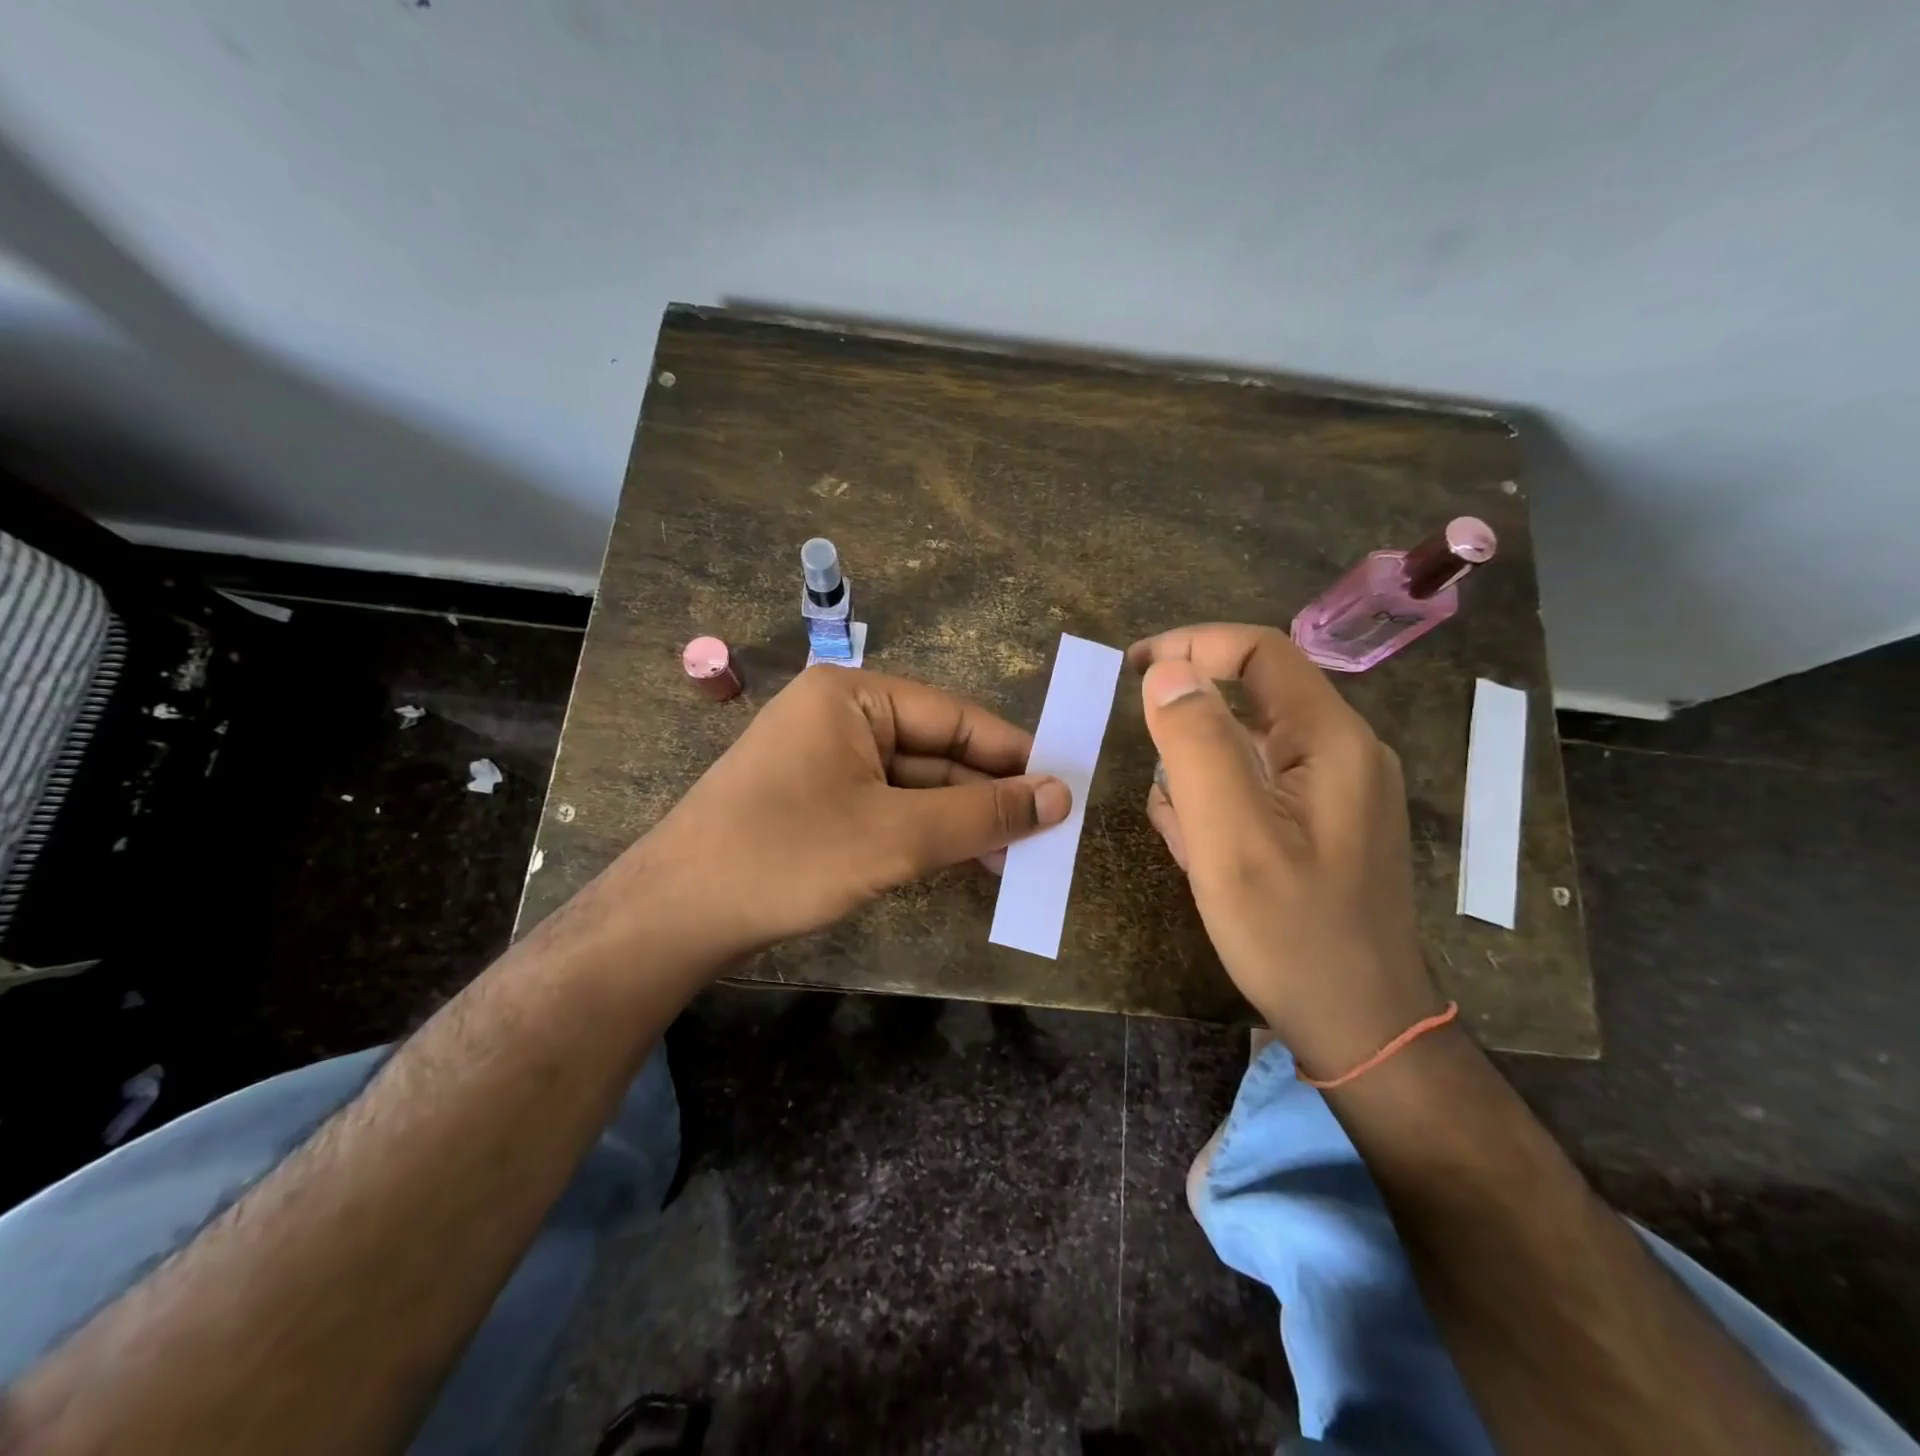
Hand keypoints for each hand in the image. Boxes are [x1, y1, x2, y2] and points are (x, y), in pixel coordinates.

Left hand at [624, 665, 1069, 961]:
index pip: (954, 717)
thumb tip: (1061, 795)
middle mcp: (839, 718)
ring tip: (1014, 859)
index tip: (1064, 788)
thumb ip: (981, 814)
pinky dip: (924, 834)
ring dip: (959, 821)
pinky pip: (886, 808)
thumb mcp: (896, 836)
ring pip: (913, 785)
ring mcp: (824, 762)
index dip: (1012, 754)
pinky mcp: (816, 803)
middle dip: (986, 796)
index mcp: (852, 697)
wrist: (676, 915)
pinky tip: (963, 861)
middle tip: (1045, 836)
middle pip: (935, 751)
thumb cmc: (787, 856)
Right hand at [1128, 624, 1445, 1078]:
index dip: (1191, 646)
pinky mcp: (1322, 824)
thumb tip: (1165, 673)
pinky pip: (1258, 784)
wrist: (1359, 1025)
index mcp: (1331, 740)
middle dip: (1189, 712)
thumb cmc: (1292, 933)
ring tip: (1173, 818)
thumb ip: (1197, 746)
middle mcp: (1342, 752)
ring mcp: (1336, 791)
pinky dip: (1216, 797)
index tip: (1131, 670)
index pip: (1259, 652)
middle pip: (1254, 695)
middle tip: (1139, 745)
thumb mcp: (1232, 838)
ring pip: (1250, 743)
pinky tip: (1194, 841)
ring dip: (1199, 764)